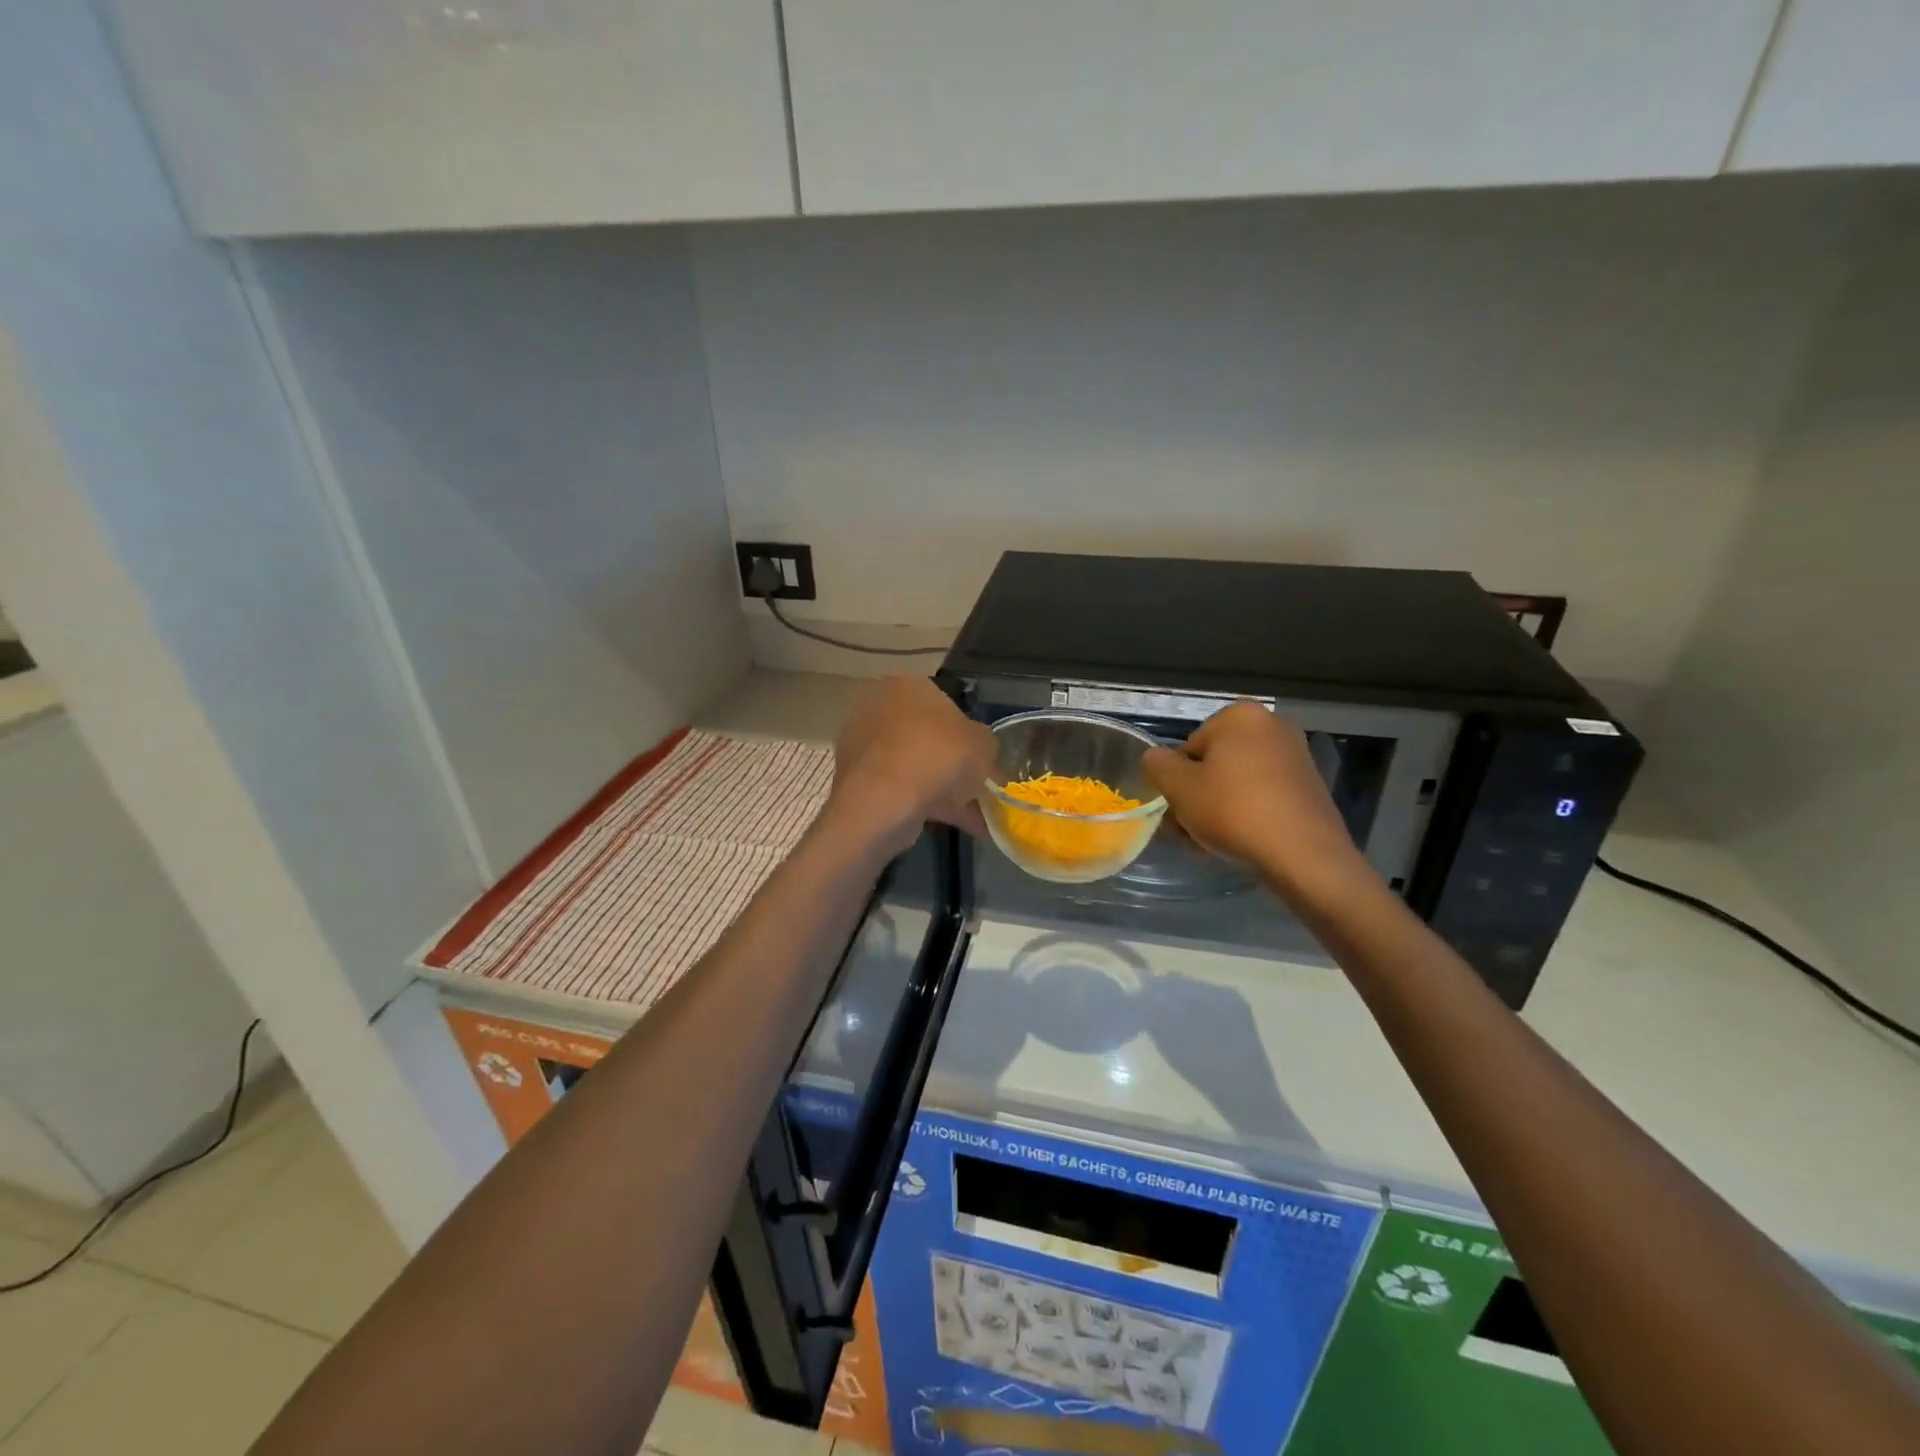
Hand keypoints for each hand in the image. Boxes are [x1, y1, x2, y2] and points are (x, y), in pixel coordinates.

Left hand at [828, 676, 994, 852]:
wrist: (885, 799)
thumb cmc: (939, 756)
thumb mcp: (984, 744)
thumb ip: (983, 743)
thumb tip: (978, 750)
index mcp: (908, 685)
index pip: (943, 702)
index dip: (965, 733)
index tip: (979, 759)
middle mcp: (879, 707)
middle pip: (925, 737)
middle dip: (950, 764)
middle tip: (974, 788)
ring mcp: (862, 745)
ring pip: (912, 767)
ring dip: (939, 789)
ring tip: (970, 817)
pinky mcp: (855, 780)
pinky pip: (898, 789)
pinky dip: (922, 805)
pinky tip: (949, 825)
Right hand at [1142, 702, 1370, 900]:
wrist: (1303, 854)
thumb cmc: (1233, 810)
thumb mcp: (1178, 787)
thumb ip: (1157, 764)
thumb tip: (1157, 759)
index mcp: (1239, 715)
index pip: (1188, 748)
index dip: (1177, 781)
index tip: (1178, 810)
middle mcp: (1271, 725)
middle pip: (1214, 763)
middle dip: (1198, 795)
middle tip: (1190, 830)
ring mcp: (1295, 756)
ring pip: (1237, 782)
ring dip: (1218, 807)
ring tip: (1211, 842)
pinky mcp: (1309, 786)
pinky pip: (1263, 795)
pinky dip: (1247, 813)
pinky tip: (1240, 841)